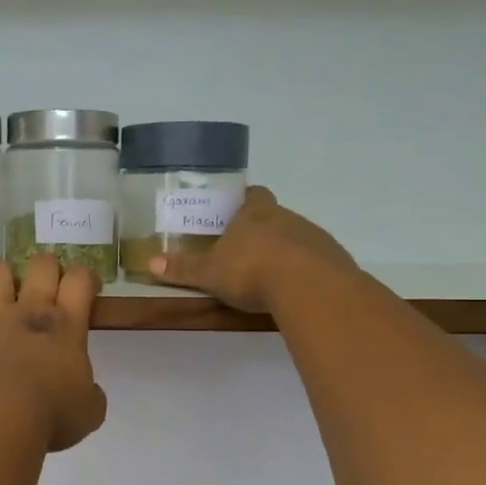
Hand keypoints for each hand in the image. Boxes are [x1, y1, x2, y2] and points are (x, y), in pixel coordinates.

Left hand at [0, 257, 106, 451]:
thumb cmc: (51, 416)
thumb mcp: (90, 411)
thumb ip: (91, 394)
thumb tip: (87, 392)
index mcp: (66, 325)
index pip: (80, 281)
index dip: (86, 277)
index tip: (88, 289)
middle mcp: (30, 311)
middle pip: (42, 266)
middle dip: (48, 268)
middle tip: (49, 285)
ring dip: (4, 274)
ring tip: (7, 287)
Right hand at [147, 187, 358, 315]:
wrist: (310, 287)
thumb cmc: (251, 271)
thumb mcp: (210, 273)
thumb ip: (183, 269)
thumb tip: (151, 263)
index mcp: (255, 214)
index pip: (253, 195)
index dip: (245, 200)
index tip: (237, 210)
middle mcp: (286, 217)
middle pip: (275, 216)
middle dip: (262, 230)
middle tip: (245, 251)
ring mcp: (314, 237)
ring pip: (296, 237)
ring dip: (285, 251)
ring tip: (269, 276)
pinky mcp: (333, 259)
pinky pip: (315, 260)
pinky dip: (304, 270)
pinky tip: (294, 289)